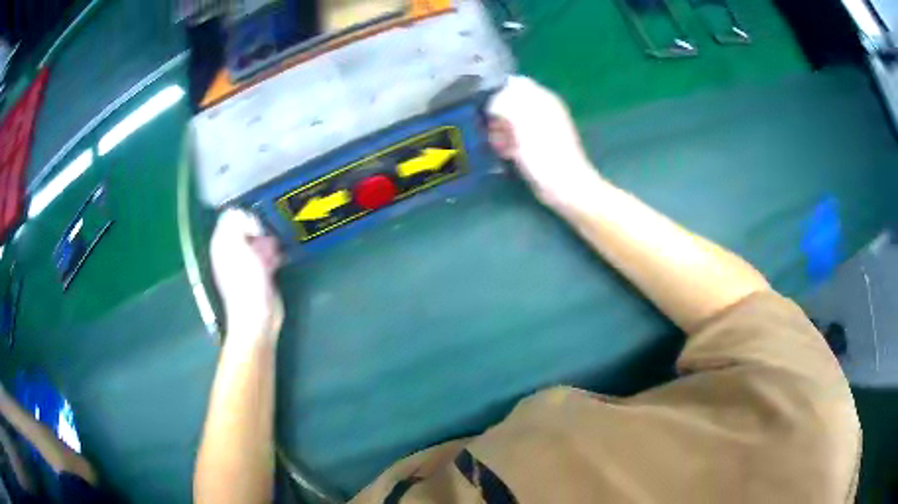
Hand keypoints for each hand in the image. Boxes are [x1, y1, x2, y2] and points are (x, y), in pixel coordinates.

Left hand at [210, 209, 284, 345]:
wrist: (257, 318)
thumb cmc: (245, 282)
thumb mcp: (235, 246)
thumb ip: (234, 223)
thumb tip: (243, 214)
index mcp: (222, 244)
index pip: (231, 216)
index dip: (245, 216)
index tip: (256, 226)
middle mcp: (232, 251)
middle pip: (246, 226)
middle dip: (259, 228)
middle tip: (266, 238)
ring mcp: (247, 263)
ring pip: (259, 240)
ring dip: (269, 240)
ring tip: (274, 249)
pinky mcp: (262, 274)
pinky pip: (268, 254)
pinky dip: (274, 253)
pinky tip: (279, 258)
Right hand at [487, 76, 603, 209]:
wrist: (565, 187)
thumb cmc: (544, 154)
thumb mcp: (522, 122)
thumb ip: (506, 102)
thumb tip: (493, 99)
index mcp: (542, 98)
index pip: (513, 84)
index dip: (498, 94)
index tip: (489, 110)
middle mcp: (542, 108)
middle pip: (509, 102)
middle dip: (497, 115)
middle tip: (494, 130)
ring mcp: (540, 127)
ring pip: (509, 120)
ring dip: (499, 131)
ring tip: (499, 145)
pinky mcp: (536, 144)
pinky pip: (514, 136)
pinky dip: (507, 142)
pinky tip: (506, 153)